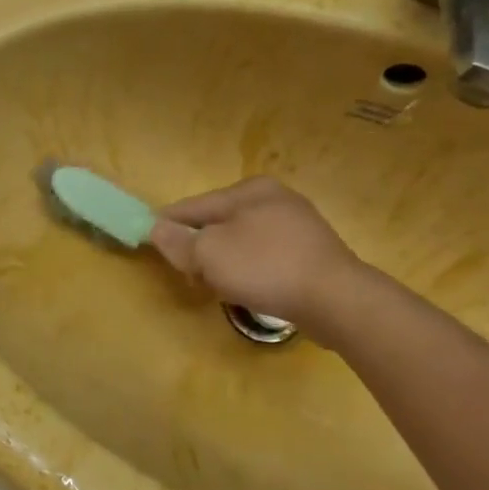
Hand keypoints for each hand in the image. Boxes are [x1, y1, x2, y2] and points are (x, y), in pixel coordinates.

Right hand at [148, 176, 367, 339]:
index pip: (193, 206)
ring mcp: (297, 225)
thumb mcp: (209, 254)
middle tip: (192, 276)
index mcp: (249, 189)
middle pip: (217, 222)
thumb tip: (157, 228)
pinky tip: (251, 289)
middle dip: (200, 248)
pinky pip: (265, 256)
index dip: (168, 225)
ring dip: (224, 262)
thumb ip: (178, 242)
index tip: (151, 244)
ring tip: (221, 287)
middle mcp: (274, 198)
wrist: (337, 300)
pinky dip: (251, 270)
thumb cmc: (266, 268)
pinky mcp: (312, 252)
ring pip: (241, 241)